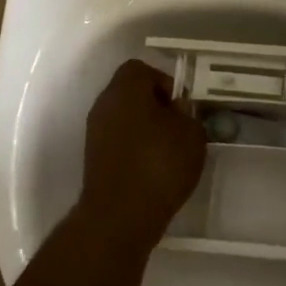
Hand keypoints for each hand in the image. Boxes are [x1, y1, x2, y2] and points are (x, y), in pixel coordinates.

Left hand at [78, 59, 206, 241]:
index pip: (141, 69)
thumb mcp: (191, 134)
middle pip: (130, 92)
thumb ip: (187, 113)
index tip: (181, 105)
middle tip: (178, 126)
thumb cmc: (159, 165)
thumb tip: (177, 109)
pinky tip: (153, 167)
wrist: (120, 216)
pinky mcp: (93, 158)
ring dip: (144, 127)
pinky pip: (118, 140)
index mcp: (125, 89)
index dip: (164, 81)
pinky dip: (134, 146)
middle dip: (155, 105)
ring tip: (168, 149)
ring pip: (123, 117)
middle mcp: (104, 104)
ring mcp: (94, 132)